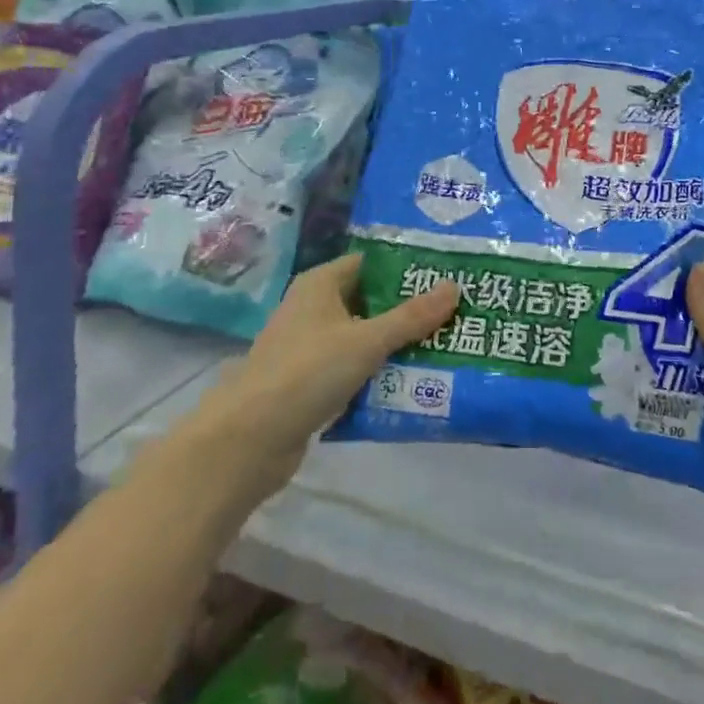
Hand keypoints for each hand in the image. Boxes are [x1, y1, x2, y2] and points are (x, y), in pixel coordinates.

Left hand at [210, 253, 457, 497]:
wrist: (248, 440)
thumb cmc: (307, 372)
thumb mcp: (367, 341)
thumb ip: (411, 316)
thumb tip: (455, 286)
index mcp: (321, 283)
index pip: (371, 262)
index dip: (406, 267)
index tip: (446, 273)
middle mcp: (314, 307)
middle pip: (370, 300)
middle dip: (409, 309)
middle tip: (455, 311)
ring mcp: (310, 346)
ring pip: (364, 337)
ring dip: (397, 344)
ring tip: (444, 344)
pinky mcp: (310, 383)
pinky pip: (354, 368)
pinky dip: (378, 372)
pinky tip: (412, 381)